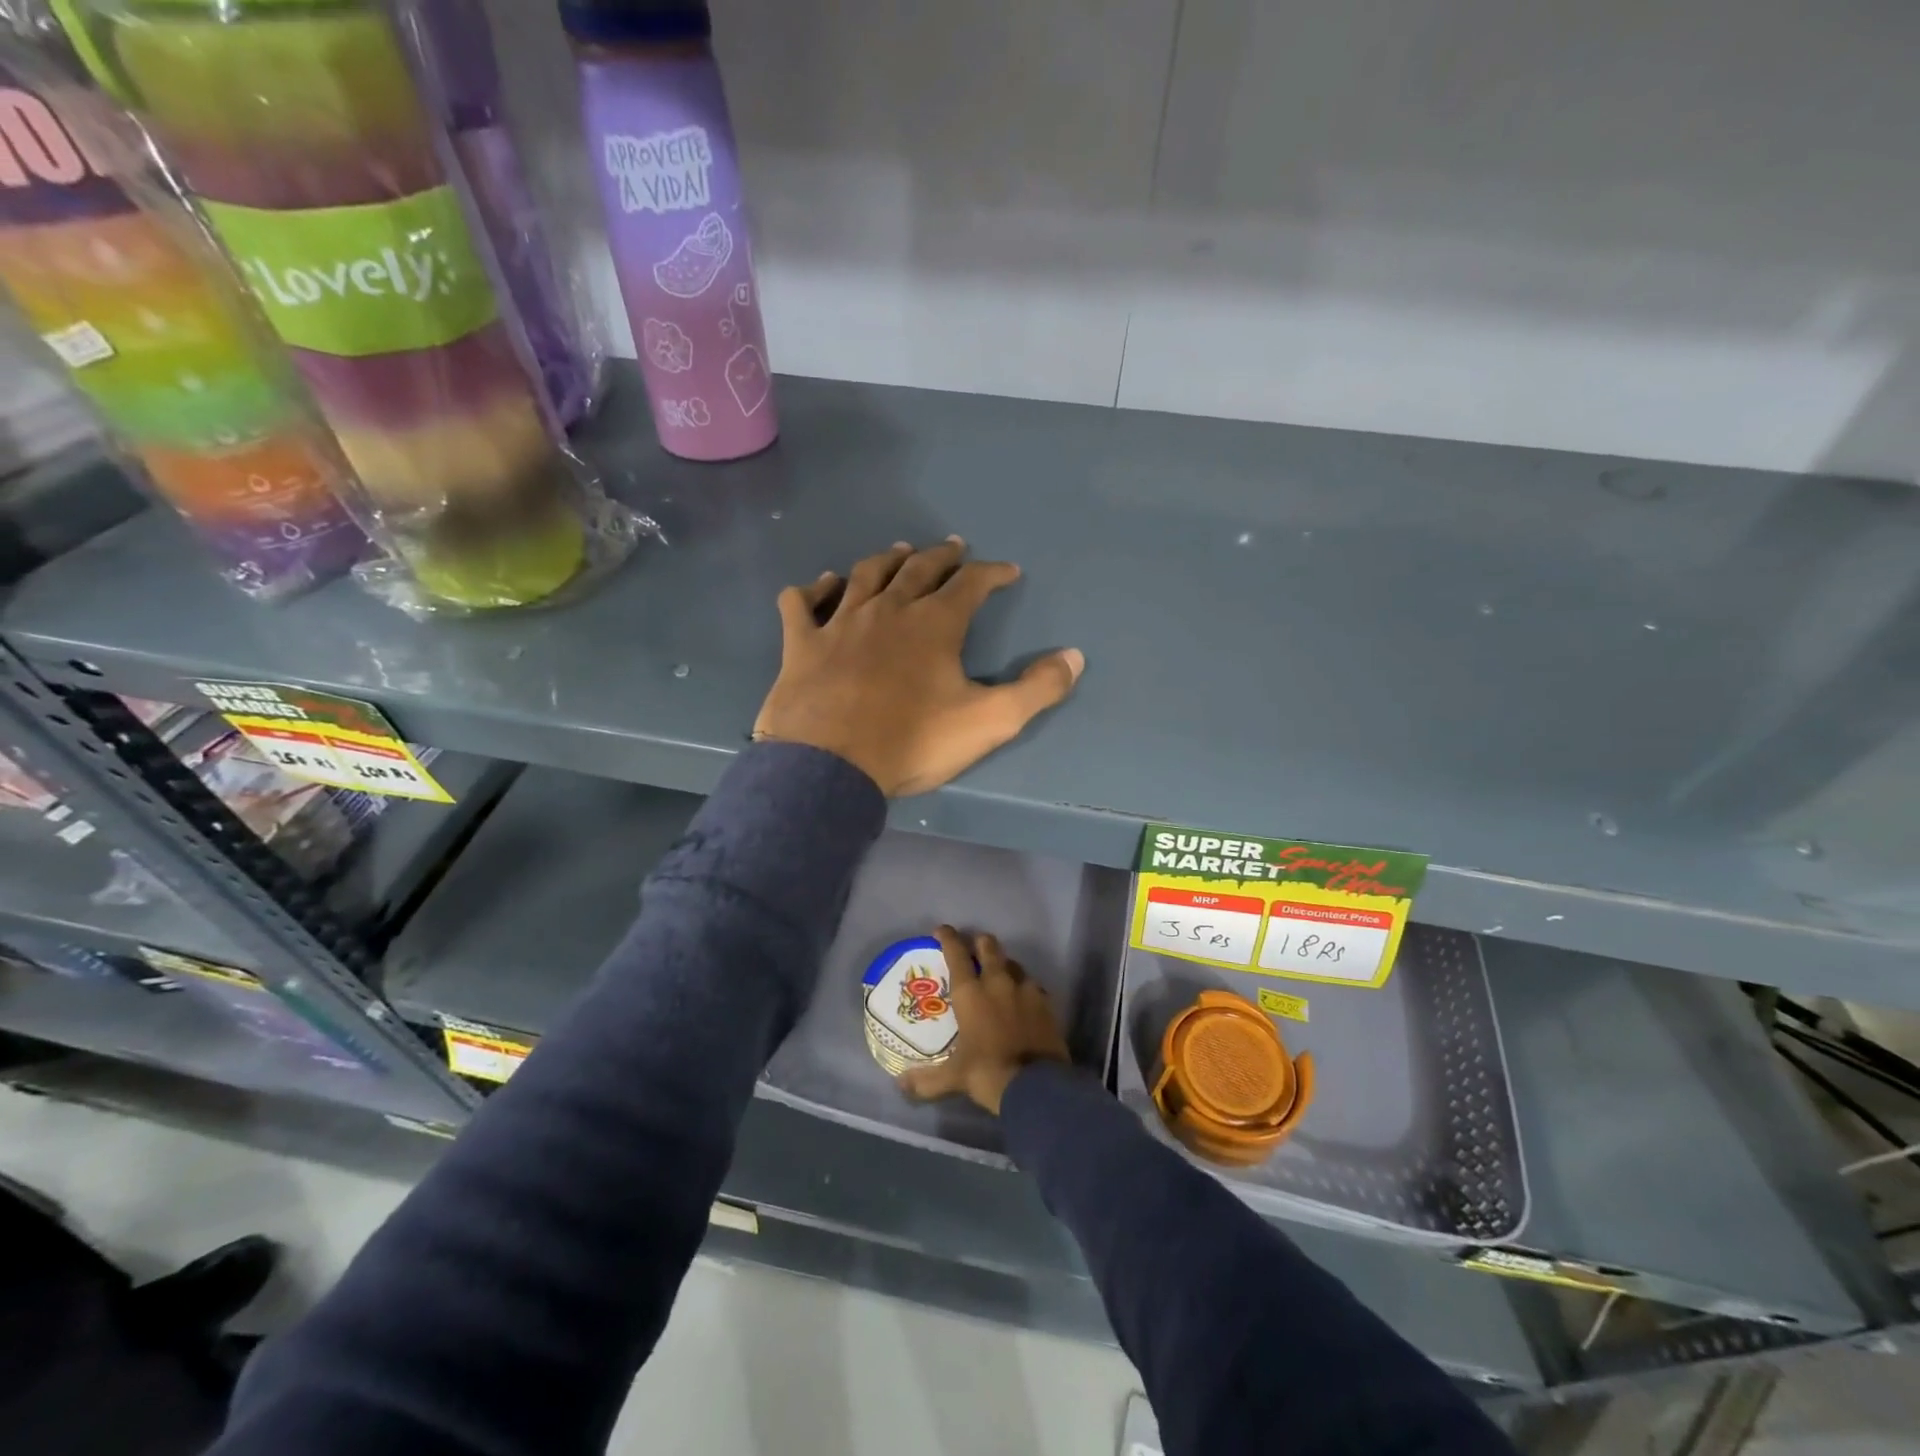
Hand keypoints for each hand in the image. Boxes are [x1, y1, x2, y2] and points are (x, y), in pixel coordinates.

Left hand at [752, 538, 1083, 796]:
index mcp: (934, 624)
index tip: (1007, 571)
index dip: (992, 573)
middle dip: (941, 557)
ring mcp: (839, 623)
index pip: (971, 584)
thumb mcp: (989, 722)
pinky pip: (802, 603)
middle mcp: (888, 610)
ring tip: (900, 551)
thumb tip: (1075, 656)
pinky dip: (813, 590)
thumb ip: (1036, 689)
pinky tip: (821, 585)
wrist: (828, 767)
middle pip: (918, 570)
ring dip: (886, 560)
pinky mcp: (801, 644)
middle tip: (954, 548)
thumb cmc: (911, 742)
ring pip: (865, 576)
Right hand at [897, 925, 1070, 1115]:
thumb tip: (901, 1085)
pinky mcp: (1046, 1002)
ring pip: (1013, 963)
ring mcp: (1026, 989)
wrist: (1037, 1086)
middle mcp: (998, 982)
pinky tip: (1021, 999)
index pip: (956, 953)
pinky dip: (1023, 987)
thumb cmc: (988, 1073)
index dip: (948, 937)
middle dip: (978, 942)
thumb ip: (926, 1080)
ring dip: (1003, 964)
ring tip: (997, 975)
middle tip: (972, 949)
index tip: (941, 930)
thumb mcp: (954, 1078)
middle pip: (988, 946)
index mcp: (971, 992)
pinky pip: (1032, 985)